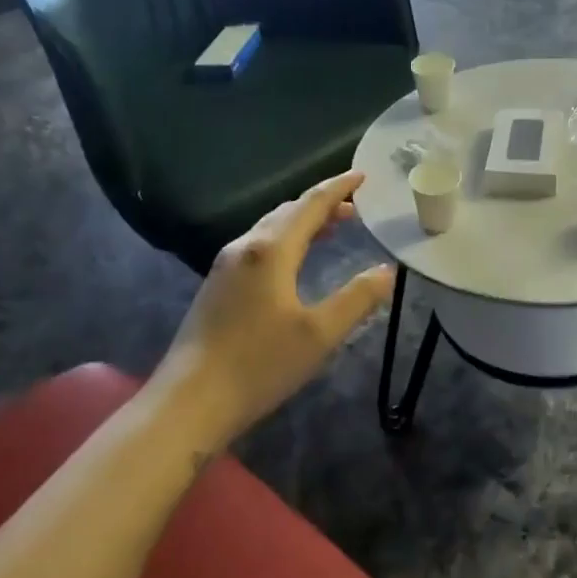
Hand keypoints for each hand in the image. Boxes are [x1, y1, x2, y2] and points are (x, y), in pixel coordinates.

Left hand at [153, 171, 393, 442]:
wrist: (190, 401)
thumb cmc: (260, 364)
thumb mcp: (320, 334)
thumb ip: (357, 299)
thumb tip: (387, 271)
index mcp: (271, 250)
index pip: (310, 205)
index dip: (338, 188)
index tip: (363, 176)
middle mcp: (244, 248)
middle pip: (287, 212)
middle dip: (322, 205)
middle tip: (354, 206)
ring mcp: (224, 267)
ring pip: (270, 230)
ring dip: (302, 223)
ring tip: (331, 228)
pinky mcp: (216, 288)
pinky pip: (258, 248)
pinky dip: (285, 241)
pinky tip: (293, 262)